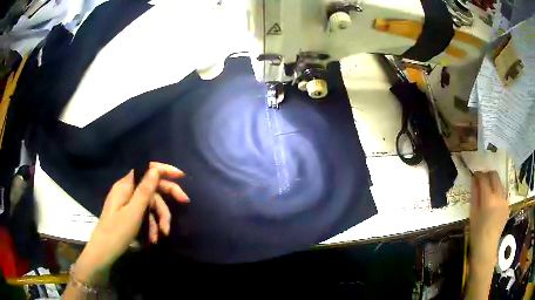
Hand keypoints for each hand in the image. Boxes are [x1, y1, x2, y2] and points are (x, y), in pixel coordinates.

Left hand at [73, 162, 189, 284]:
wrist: (103, 252)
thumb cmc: (116, 232)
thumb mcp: (133, 213)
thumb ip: (144, 191)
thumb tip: (155, 170)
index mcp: (125, 186)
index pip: (146, 169)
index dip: (163, 170)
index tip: (181, 176)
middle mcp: (127, 191)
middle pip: (151, 188)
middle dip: (167, 197)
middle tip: (185, 202)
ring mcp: (128, 204)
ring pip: (150, 204)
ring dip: (159, 218)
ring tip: (163, 233)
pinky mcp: (129, 215)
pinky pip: (144, 215)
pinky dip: (151, 225)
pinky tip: (154, 238)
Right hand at [469, 171, 508, 267]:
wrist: (486, 248)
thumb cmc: (476, 233)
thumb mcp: (473, 213)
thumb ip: (475, 194)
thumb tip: (474, 179)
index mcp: (488, 199)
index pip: (484, 178)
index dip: (478, 174)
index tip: (474, 175)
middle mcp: (499, 196)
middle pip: (494, 175)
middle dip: (487, 175)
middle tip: (482, 181)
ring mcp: (505, 200)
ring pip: (500, 183)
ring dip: (493, 183)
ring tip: (488, 192)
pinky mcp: (508, 205)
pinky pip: (503, 193)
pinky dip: (498, 193)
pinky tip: (494, 203)